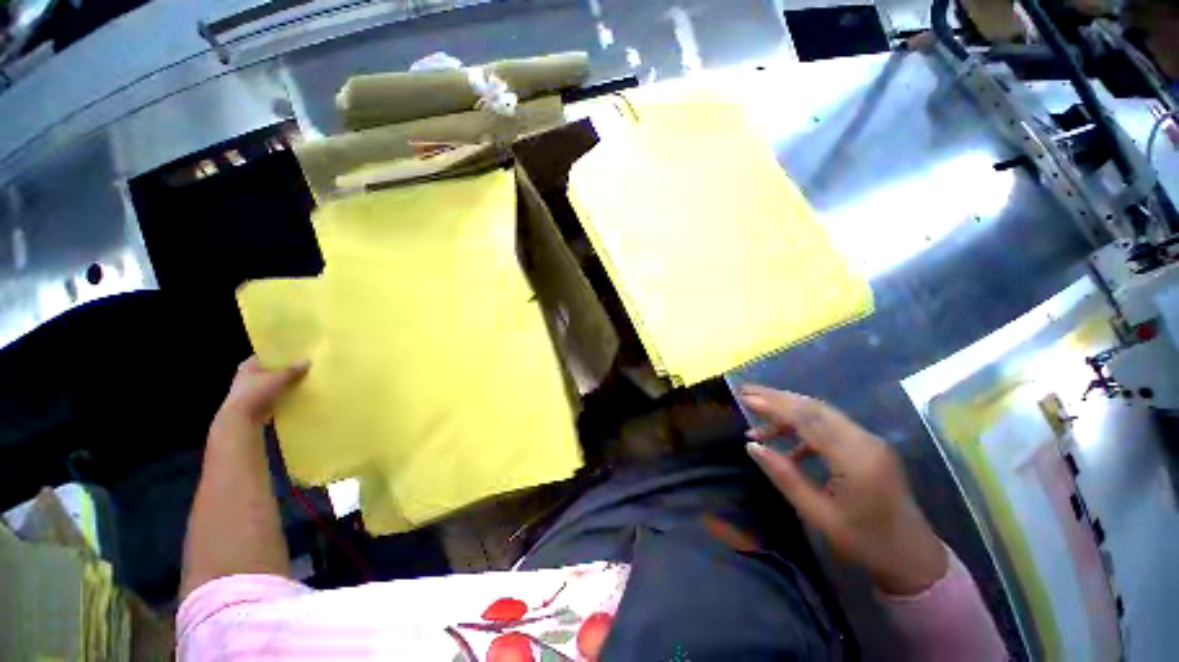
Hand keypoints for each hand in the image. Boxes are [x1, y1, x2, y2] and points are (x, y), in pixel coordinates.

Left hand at [214, 356, 308, 429]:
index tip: (298, 354)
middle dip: (286, 370)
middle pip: (272, 370)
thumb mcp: (278, 378)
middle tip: (305, 367)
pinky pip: (275, 396)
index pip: (267, 356)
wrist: (242, 418)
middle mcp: (248, 376)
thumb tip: (308, 360)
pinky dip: (284, 395)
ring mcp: (252, 391)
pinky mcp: (258, 403)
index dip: (282, 355)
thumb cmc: (255, 392)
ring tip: (304, 380)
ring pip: (274, 384)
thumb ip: (293, 370)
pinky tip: (298, 394)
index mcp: (249, 365)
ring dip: (286, 384)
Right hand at [739, 384, 947, 595]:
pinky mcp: (867, 444)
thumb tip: (751, 446)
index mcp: (855, 459)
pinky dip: (803, 427)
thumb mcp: (818, 515)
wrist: (913, 555)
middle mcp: (865, 440)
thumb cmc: (865, 542)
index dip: (773, 404)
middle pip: (814, 407)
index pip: (807, 418)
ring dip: (787, 410)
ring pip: (820, 412)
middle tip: (746, 392)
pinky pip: (830, 425)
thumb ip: (784, 476)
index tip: (745, 397)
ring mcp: (869, 440)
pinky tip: (785, 442)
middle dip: (777, 397)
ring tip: (757, 418)